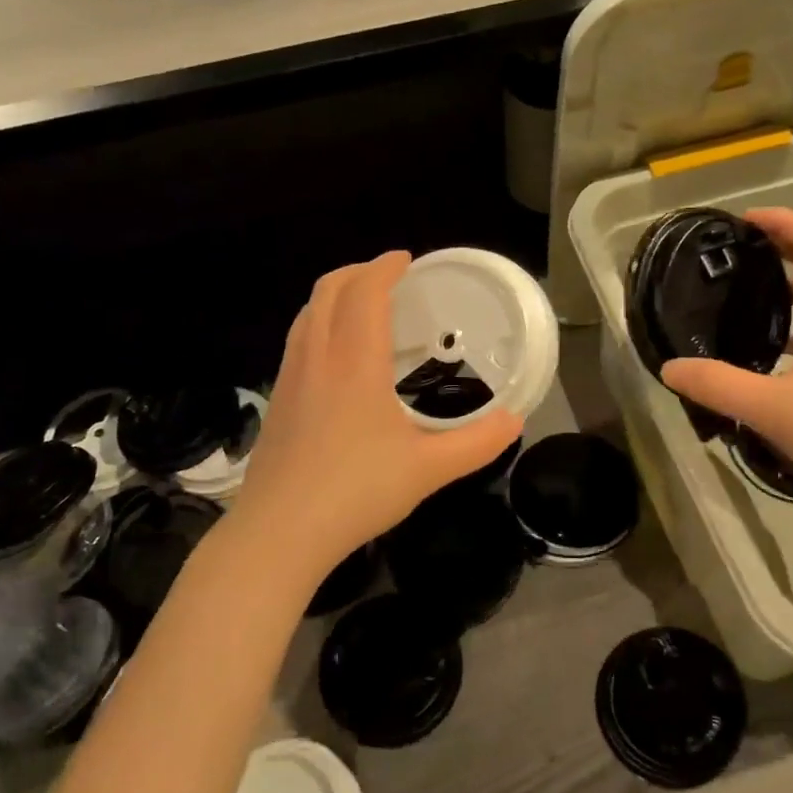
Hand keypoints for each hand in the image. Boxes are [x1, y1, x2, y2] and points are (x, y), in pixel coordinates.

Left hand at [234, 251, 522, 571]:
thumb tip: (515, 421)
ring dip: (334, 296)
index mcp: (355, 363)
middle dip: (357, 272)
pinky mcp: (277, 402)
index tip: (406, 259)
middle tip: (388, 277)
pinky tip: (336, 357)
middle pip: (328, 291)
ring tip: (362, 307)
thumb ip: (477, 443)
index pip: (365, 292)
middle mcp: (318, 358)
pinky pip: (297, 341)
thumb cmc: (356, 493)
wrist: (278, 533)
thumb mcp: (428, 470)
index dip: (385, 267)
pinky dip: (318, 324)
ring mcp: (290, 379)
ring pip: (307, 314)